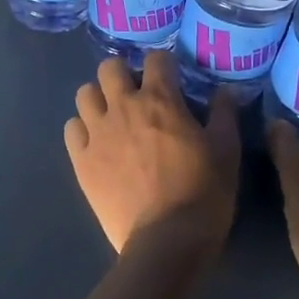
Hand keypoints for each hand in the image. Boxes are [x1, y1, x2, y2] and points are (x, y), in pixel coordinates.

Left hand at [64, 52, 239, 255]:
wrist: (166, 240)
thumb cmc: (203, 193)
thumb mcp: (227, 152)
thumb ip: (224, 115)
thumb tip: (225, 91)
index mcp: (161, 101)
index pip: (157, 59)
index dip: (165, 64)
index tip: (171, 78)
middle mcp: (123, 107)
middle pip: (109, 68)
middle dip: (123, 74)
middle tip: (136, 94)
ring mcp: (98, 133)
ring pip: (84, 94)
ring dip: (99, 98)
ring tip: (112, 116)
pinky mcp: (82, 160)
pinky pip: (71, 129)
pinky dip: (82, 129)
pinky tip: (96, 142)